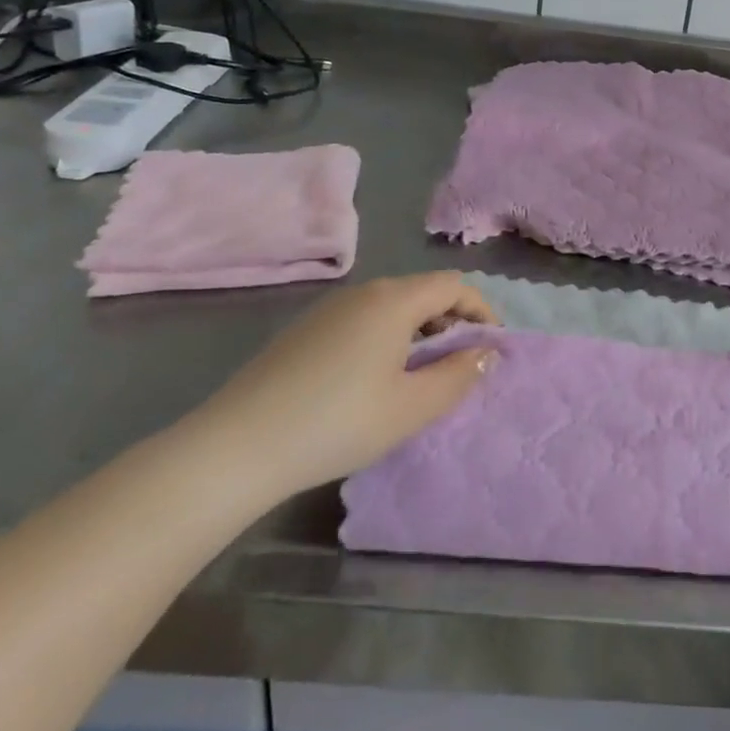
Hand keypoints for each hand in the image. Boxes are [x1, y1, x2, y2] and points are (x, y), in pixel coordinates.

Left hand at [188, 272, 499, 501]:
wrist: (237, 446)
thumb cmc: (338, 423)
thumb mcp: (411, 407)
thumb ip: (459, 375)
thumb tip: (487, 353)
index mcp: (393, 300)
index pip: (454, 285)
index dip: (482, 310)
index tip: (492, 346)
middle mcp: (363, 292)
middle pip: (423, 291)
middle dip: (452, 320)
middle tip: (462, 363)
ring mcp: (329, 309)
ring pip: (392, 306)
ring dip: (420, 330)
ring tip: (424, 374)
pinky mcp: (306, 329)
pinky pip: (364, 319)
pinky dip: (389, 337)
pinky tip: (377, 378)